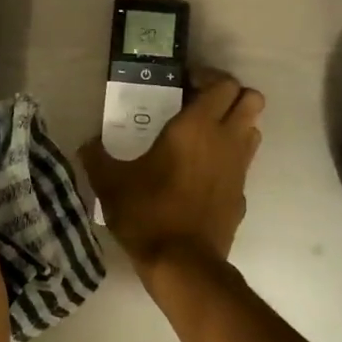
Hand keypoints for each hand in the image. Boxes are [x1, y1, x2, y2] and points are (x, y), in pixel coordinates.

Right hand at [81, 69, 264, 275]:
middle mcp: (226, 140)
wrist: (182, 264)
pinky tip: (203, 173)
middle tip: (199, 104)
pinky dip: (230, 158)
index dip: (208, 77)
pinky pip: (244, 163)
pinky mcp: (242, 195)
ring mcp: (239, 168)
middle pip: (252, 99)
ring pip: (254, 129)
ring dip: (236, 124)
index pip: (224, 84)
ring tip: (204, 135)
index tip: (184, 83)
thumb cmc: (147, 213)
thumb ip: (97, 156)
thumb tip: (87, 144)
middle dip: (230, 95)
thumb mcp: (110, 182)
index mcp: (196, 127)